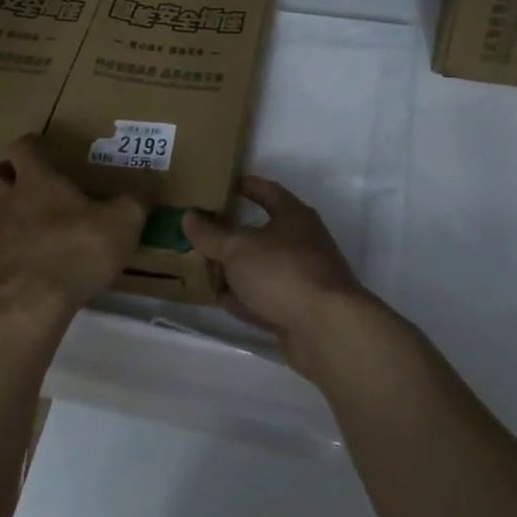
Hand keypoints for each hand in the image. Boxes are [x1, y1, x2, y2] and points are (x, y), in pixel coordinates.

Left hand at [0, 136, 148, 327]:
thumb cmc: (79, 252)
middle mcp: (4, 202)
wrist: (34, 304)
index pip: (22, 149)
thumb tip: (151, 180)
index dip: (27, 145)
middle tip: (7, 183)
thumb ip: (136, 200)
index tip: (35, 146)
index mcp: (37, 182)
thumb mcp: (123, 222)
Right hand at [182, 176, 377, 378]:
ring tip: (205, 267)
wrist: (327, 330)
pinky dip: (246, 298)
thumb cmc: (283, 272)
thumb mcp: (238, 248)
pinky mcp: (300, 310)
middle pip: (263, 232)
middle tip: (203, 232)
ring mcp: (303, 278)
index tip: (223, 186)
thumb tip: (189, 216)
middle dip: (234, 234)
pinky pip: (266, 298)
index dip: (245, 186)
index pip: (267, 191)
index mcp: (293, 215)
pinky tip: (222, 301)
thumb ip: (211, 234)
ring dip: (237, 269)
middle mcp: (302, 242)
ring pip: (263, 268)